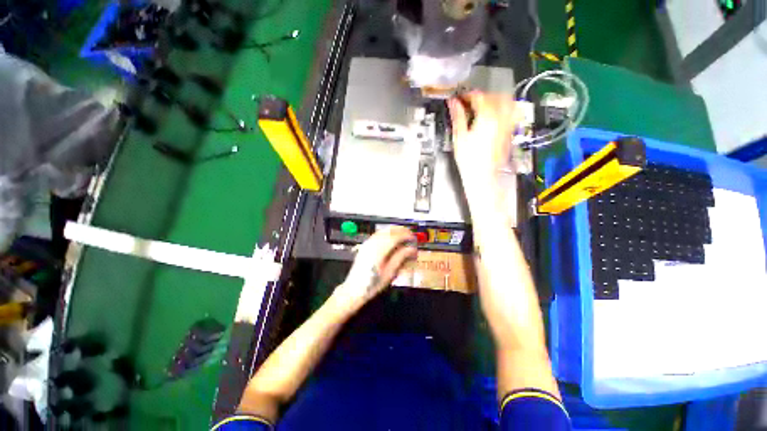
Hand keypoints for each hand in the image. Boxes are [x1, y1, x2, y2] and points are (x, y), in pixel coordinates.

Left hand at [333, 227, 417, 311]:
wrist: (354, 289)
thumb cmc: (373, 284)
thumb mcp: (389, 273)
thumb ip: (400, 258)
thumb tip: (412, 249)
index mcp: (379, 251)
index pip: (395, 237)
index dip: (406, 235)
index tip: (413, 238)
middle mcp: (372, 244)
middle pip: (389, 231)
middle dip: (401, 230)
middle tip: (410, 235)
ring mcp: (367, 243)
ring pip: (383, 230)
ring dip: (394, 230)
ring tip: (403, 235)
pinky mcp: (365, 245)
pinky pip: (378, 234)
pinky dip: (387, 233)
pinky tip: (392, 238)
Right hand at [447, 92, 522, 191]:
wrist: (482, 175)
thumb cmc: (470, 160)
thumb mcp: (459, 137)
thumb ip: (458, 117)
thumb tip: (453, 103)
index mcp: (487, 117)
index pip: (479, 97)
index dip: (468, 95)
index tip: (460, 98)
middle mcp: (500, 118)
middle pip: (495, 96)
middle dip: (482, 96)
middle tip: (470, 102)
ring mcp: (507, 125)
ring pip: (507, 102)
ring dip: (495, 100)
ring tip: (484, 106)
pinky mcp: (509, 132)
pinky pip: (511, 113)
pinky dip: (504, 109)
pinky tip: (495, 115)